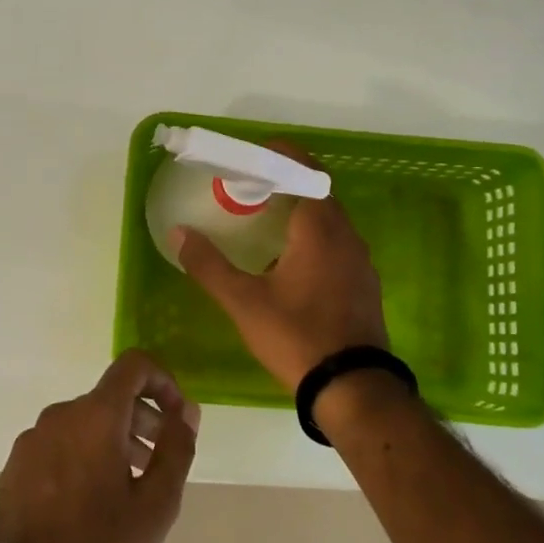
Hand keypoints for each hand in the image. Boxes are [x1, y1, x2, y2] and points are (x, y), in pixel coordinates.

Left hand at [0, 350, 199, 542]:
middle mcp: (59, 415)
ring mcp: (31, 439)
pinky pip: (59, 442)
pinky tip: (90, 500)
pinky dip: (83, 453)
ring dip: (113, 439)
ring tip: (127, 485)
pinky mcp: (15, 465)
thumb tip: (185, 411)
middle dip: (141, 418)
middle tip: (157, 460)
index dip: (162, 380)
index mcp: (94, 416)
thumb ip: (176, 448)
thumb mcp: (155, 505)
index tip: (175, 416)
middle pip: (109, 397)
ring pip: (83, 421)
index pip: (133, 365)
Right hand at [175, 141, 388, 392]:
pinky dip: (314, 237)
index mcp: (320, 229)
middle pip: (319, 193)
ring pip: (330, 221)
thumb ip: (209, 265)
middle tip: (253, 188)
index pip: (306, 172)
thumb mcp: (244, 302)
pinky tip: (291, 263)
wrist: (353, 389)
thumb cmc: (296, 336)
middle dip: (288, 183)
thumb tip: (179, 233)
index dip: (283, 156)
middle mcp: (347, 237)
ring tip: (267, 222)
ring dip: (302, 212)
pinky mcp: (364, 285)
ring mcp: (361, 262)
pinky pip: (338, 245)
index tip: (257, 153)